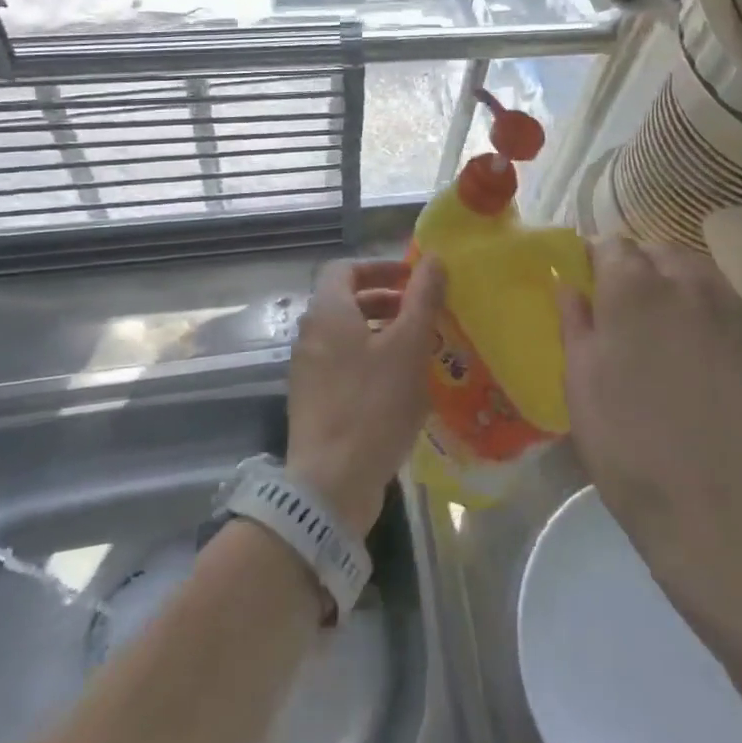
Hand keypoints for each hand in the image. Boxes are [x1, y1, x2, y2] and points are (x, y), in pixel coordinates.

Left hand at [286, 258, 445, 533]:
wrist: (330, 485)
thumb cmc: (373, 405)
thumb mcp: (408, 347)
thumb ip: (422, 298)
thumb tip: (433, 257)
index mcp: (328, 313)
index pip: (345, 268)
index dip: (380, 267)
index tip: (412, 279)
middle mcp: (311, 335)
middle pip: (346, 300)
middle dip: (386, 300)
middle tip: (422, 311)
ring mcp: (308, 370)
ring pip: (346, 335)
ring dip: (381, 331)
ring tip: (419, 346)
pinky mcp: (314, 400)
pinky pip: (343, 364)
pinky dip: (370, 360)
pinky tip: (400, 384)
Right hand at [559, 239, 741, 575]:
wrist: (698, 496)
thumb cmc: (620, 434)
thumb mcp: (578, 374)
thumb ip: (574, 318)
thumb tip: (566, 282)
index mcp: (632, 286)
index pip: (610, 245)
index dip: (595, 262)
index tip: (588, 286)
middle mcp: (682, 281)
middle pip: (655, 251)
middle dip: (635, 267)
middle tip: (621, 306)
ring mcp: (723, 306)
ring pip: (692, 267)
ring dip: (671, 278)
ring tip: (660, 315)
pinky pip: (720, 294)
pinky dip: (702, 299)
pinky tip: (692, 331)